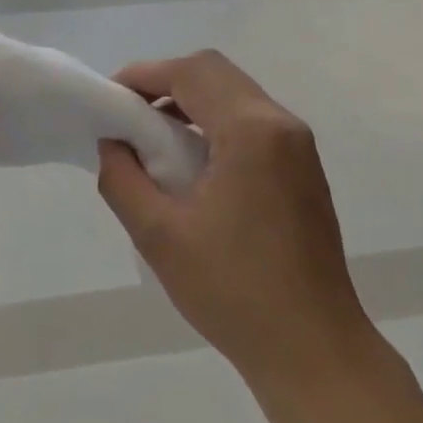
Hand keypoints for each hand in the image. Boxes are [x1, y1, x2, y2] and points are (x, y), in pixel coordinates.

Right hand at [97, 49, 371, 393]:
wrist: (312, 348)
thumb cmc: (233, 291)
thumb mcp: (158, 235)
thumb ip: (123, 178)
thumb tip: (113, 144)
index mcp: (252, 131)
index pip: (192, 73)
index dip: (145, 75)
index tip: (110, 100)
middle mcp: (282, 125)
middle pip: (217, 74)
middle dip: (167, 83)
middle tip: (129, 117)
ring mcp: (299, 147)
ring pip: (237, 95)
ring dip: (192, 102)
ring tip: (154, 141)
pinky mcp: (303, 170)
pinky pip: (253, 123)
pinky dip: (216, 123)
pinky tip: (193, 164)